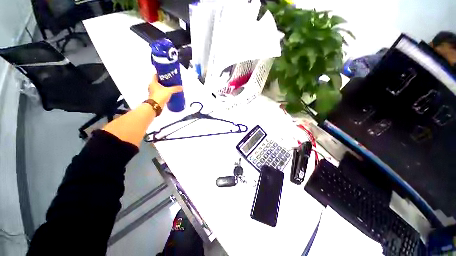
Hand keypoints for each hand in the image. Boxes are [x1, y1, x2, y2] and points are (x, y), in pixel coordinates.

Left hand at [148, 74, 182, 107]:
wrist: (156, 105)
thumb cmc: (160, 95)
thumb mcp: (169, 91)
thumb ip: (175, 88)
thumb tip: (181, 87)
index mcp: (153, 82)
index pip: (155, 75)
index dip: (160, 74)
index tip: (165, 74)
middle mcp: (151, 86)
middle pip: (157, 82)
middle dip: (163, 81)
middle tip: (169, 81)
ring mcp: (152, 92)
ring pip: (158, 88)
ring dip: (163, 87)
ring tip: (169, 88)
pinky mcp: (155, 97)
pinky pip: (159, 93)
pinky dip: (163, 93)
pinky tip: (167, 94)